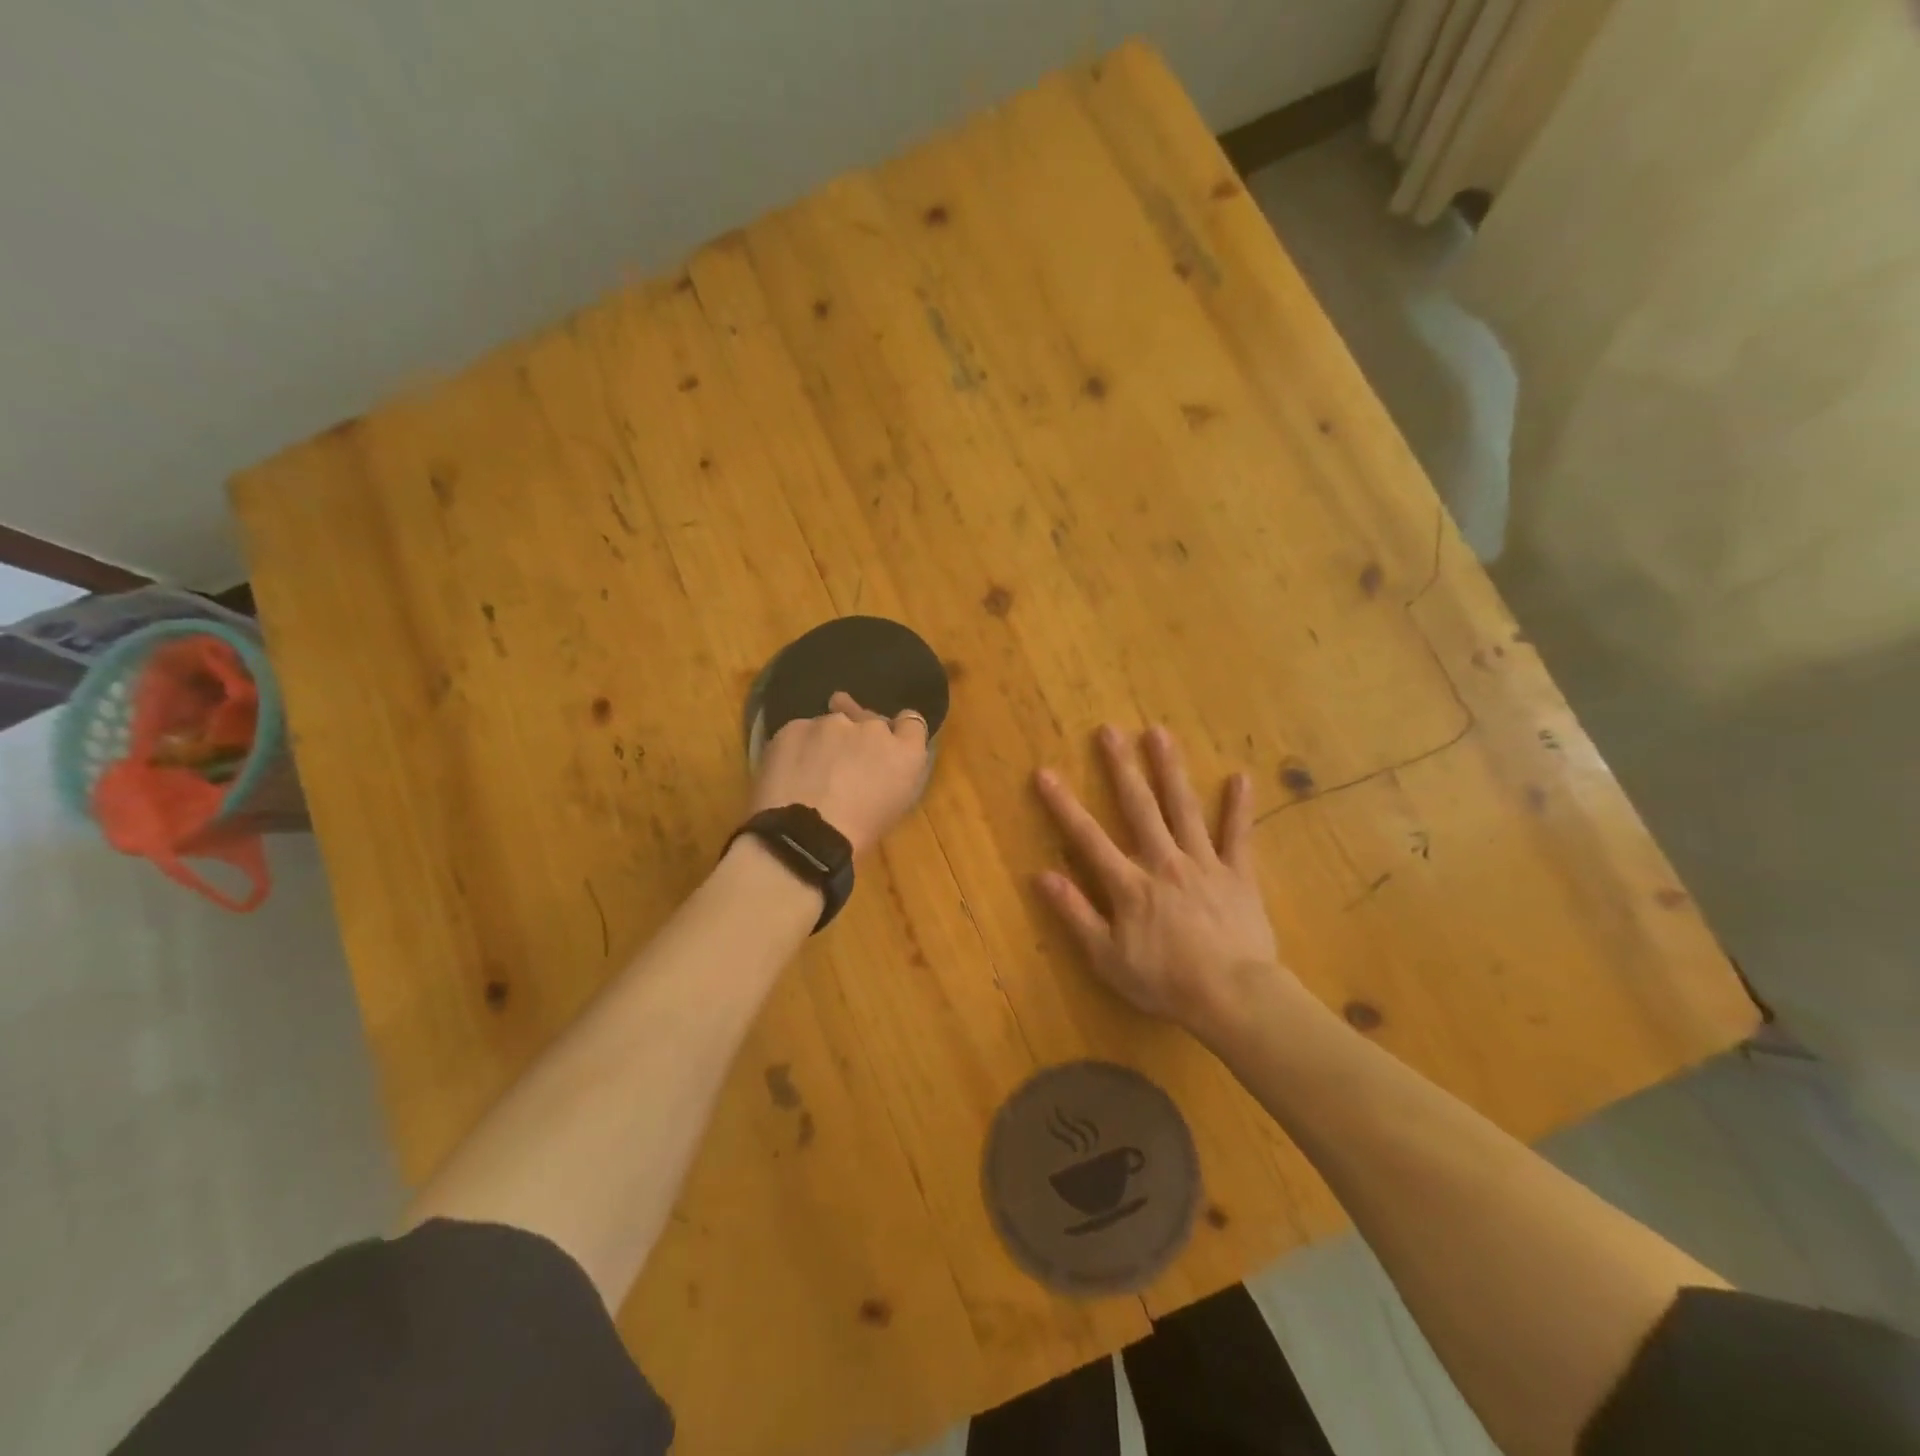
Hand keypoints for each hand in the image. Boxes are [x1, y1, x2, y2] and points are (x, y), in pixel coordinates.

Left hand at [751, 692, 929, 857]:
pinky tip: (789, 772)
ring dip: (828, 741)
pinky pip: (801, 731)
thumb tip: (884, 760)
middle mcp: (873, 728)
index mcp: (905, 753)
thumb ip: (897, 773)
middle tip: (845, 766)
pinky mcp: (795, 727)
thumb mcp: (894, 808)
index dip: (898, 733)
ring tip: (812, 772)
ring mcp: (831, 723)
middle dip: (862, 738)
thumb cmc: (857, 835)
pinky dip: (798, 747)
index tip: (887, 747)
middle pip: (870, 721)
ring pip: (832, 724)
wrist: (803, 837)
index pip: (911, 722)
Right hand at [1034, 724, 1291, 1038]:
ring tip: (1159, 733)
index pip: (1088, 837)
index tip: (1045, 772)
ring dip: (1170, 769)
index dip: (1063, 805)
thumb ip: (1076, 914)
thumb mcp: (1108, 958)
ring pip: (1184, 808)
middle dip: (1121, 767)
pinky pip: (1239, 836)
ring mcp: (1204, 864)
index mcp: (1130, 884)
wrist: (1234, 997)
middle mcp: (1164, 862)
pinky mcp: (1238, 874)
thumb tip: (1042, 875)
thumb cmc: (1166, 982)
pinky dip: (1239, 807)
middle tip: (1109, 730)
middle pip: (1139, 807)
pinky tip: (1240, 777)